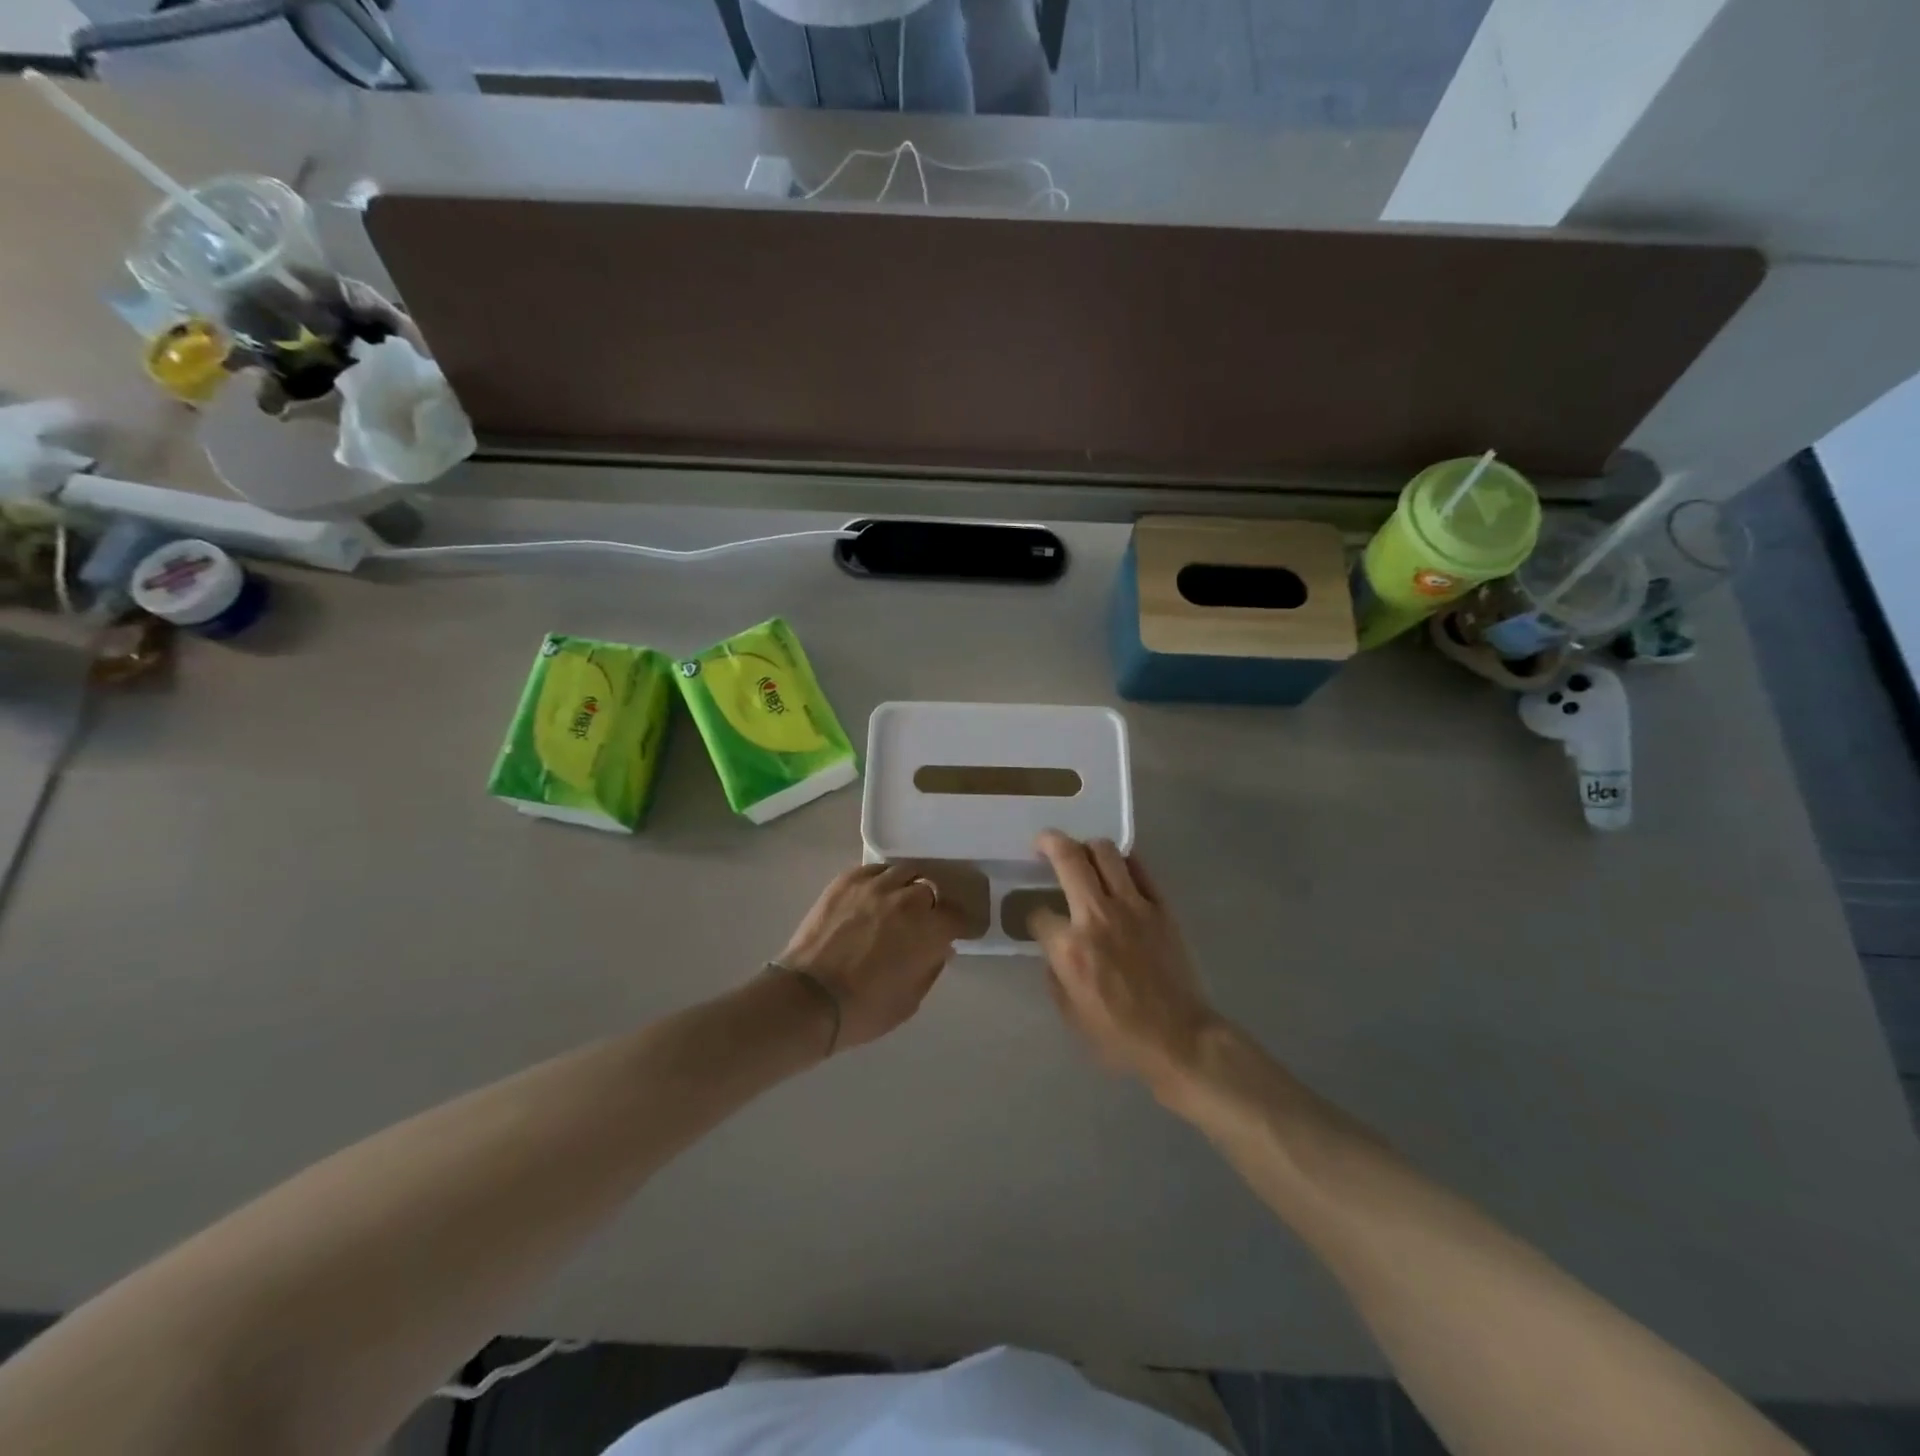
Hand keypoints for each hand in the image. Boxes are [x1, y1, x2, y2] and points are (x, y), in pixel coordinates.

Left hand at [778, 864, 967, 1050]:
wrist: (809, 999)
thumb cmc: (865, 1009)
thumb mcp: (911, 999)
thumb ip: (931, 968)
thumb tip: (941, 948)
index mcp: (929, 929)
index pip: (959, 916)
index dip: (964, 924)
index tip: (964, 931)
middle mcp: (907, 898)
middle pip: (932, 888)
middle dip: (935, 903)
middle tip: (930, 916)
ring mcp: (875, 885)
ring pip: (905, 871)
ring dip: (910, 885)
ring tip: (904, 898)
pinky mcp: (846, 881)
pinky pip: (875, 869)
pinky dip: (883, 879)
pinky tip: (877, 893)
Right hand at [1030, 831, 1220, 1094]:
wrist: (1179, 1038)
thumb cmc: (1118, 1035)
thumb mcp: (1069, 1012)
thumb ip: (1056, 972)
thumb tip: (1056, 948)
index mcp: (1069, 946)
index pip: (1038, 911)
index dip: (1033, 914)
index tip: (1038, 920)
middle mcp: (1097, 915)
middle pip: (1068, 858)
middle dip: (1049, 843)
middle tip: (1043, 843)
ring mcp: (1132, 906)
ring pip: (1105, 851)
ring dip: (1087, 846)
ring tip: (1082, 853)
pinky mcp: (1160, 907)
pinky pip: (1138, 868)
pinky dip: (1122, 862)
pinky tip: (1116, 870)